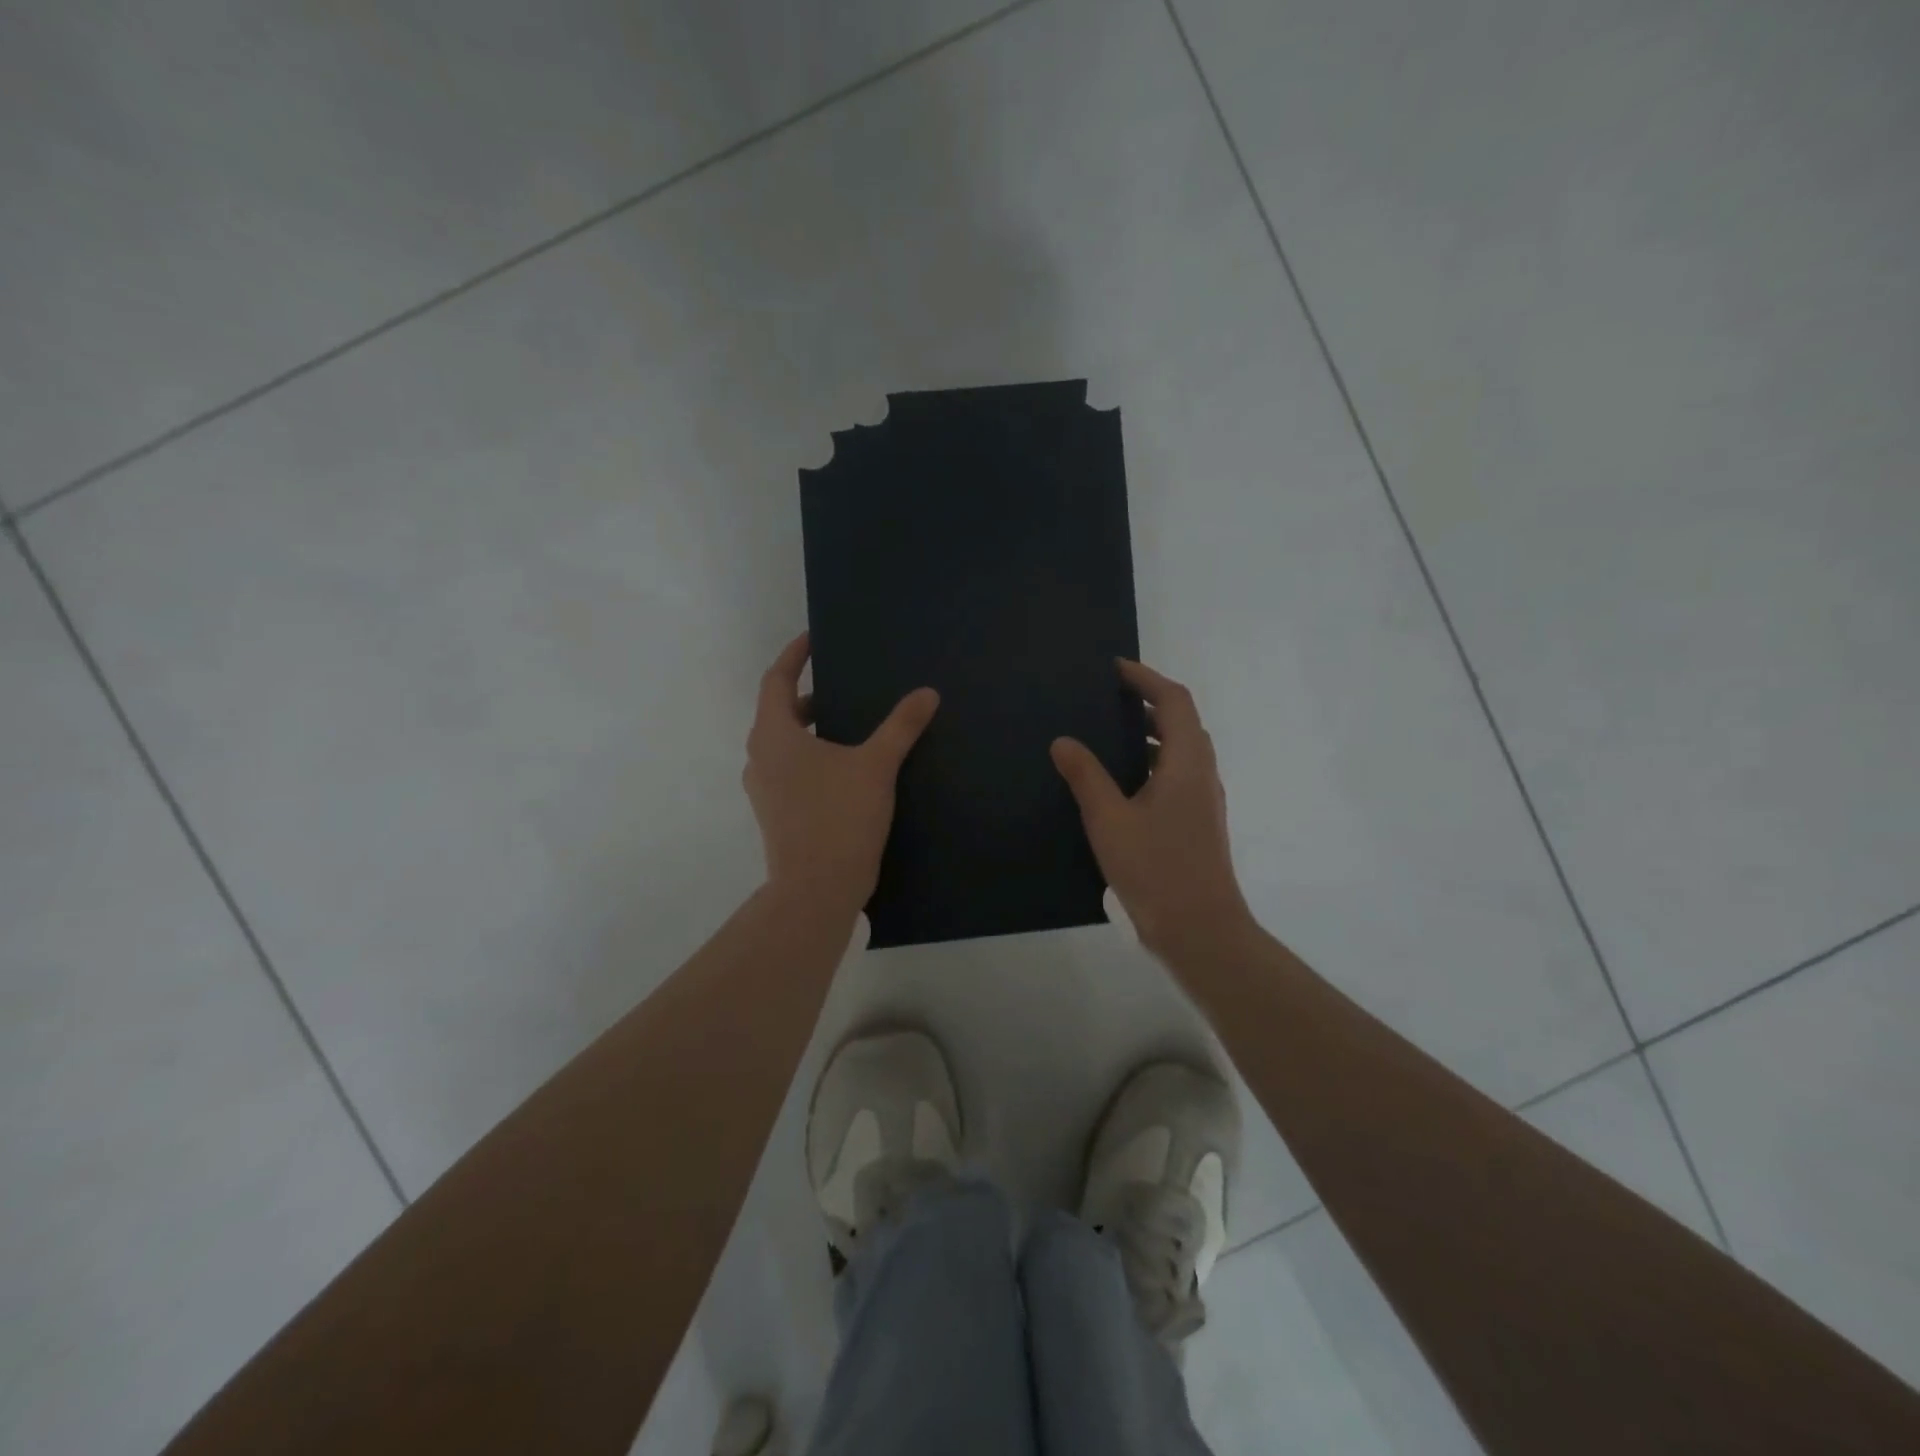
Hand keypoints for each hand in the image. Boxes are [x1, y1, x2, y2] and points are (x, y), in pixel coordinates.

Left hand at [743, 632, 938, 916]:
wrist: (816, 890)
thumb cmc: (839, 818)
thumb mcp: (876, 766)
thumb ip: (901, 726)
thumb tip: (927, 693)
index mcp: (774, 734)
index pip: (777, 679)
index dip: (794, 655)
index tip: (813, 639)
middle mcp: (760, 757)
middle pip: (779, 711)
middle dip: (807, 695)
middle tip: (842, 685)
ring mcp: (764, 788)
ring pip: (784, 744)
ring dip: (810, 729)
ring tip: (848, 725)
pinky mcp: (774, 813)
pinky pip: (789, 770)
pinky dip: (810, 757)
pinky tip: (843, 768)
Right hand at [1051, 659, 1251, 960]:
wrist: (1200, 929)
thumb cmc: (1156, 869)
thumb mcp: (1109, 820)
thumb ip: (1086, 776)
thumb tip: (1064, 741)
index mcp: (1186, 763)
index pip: (1174, 701)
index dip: (1146, 679)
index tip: (1114, 669)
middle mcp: (1201, 774)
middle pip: (1182, 722)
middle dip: (1148, 702)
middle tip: (1108, 698)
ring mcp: (1203, 800)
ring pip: (1181, 750)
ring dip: (1151, 734)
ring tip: (1109, 734)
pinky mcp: (1197, 823)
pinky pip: (1177, 775)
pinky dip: (1152, 763)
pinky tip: (1121, 783)